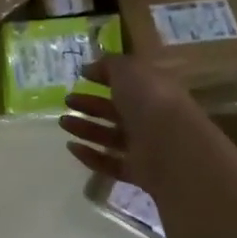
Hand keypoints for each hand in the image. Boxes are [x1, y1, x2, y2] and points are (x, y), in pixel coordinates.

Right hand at [59, 56, 196, 193]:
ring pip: (110, 137)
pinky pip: (110, 163)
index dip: (105, 77)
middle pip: (116, 110)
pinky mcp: (138, 172)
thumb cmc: (150, 100)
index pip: (127, 81)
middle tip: (67, 100)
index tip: (81, 75)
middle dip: (90, 104)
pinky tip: (72, 147)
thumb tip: (89, 67)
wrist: (173, 147)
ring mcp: (145, 146)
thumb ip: (109, 65)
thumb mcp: (129, 70)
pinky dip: (91, 156)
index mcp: (152, 90)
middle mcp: (150, 117)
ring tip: (63, 122)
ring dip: (86, 129)